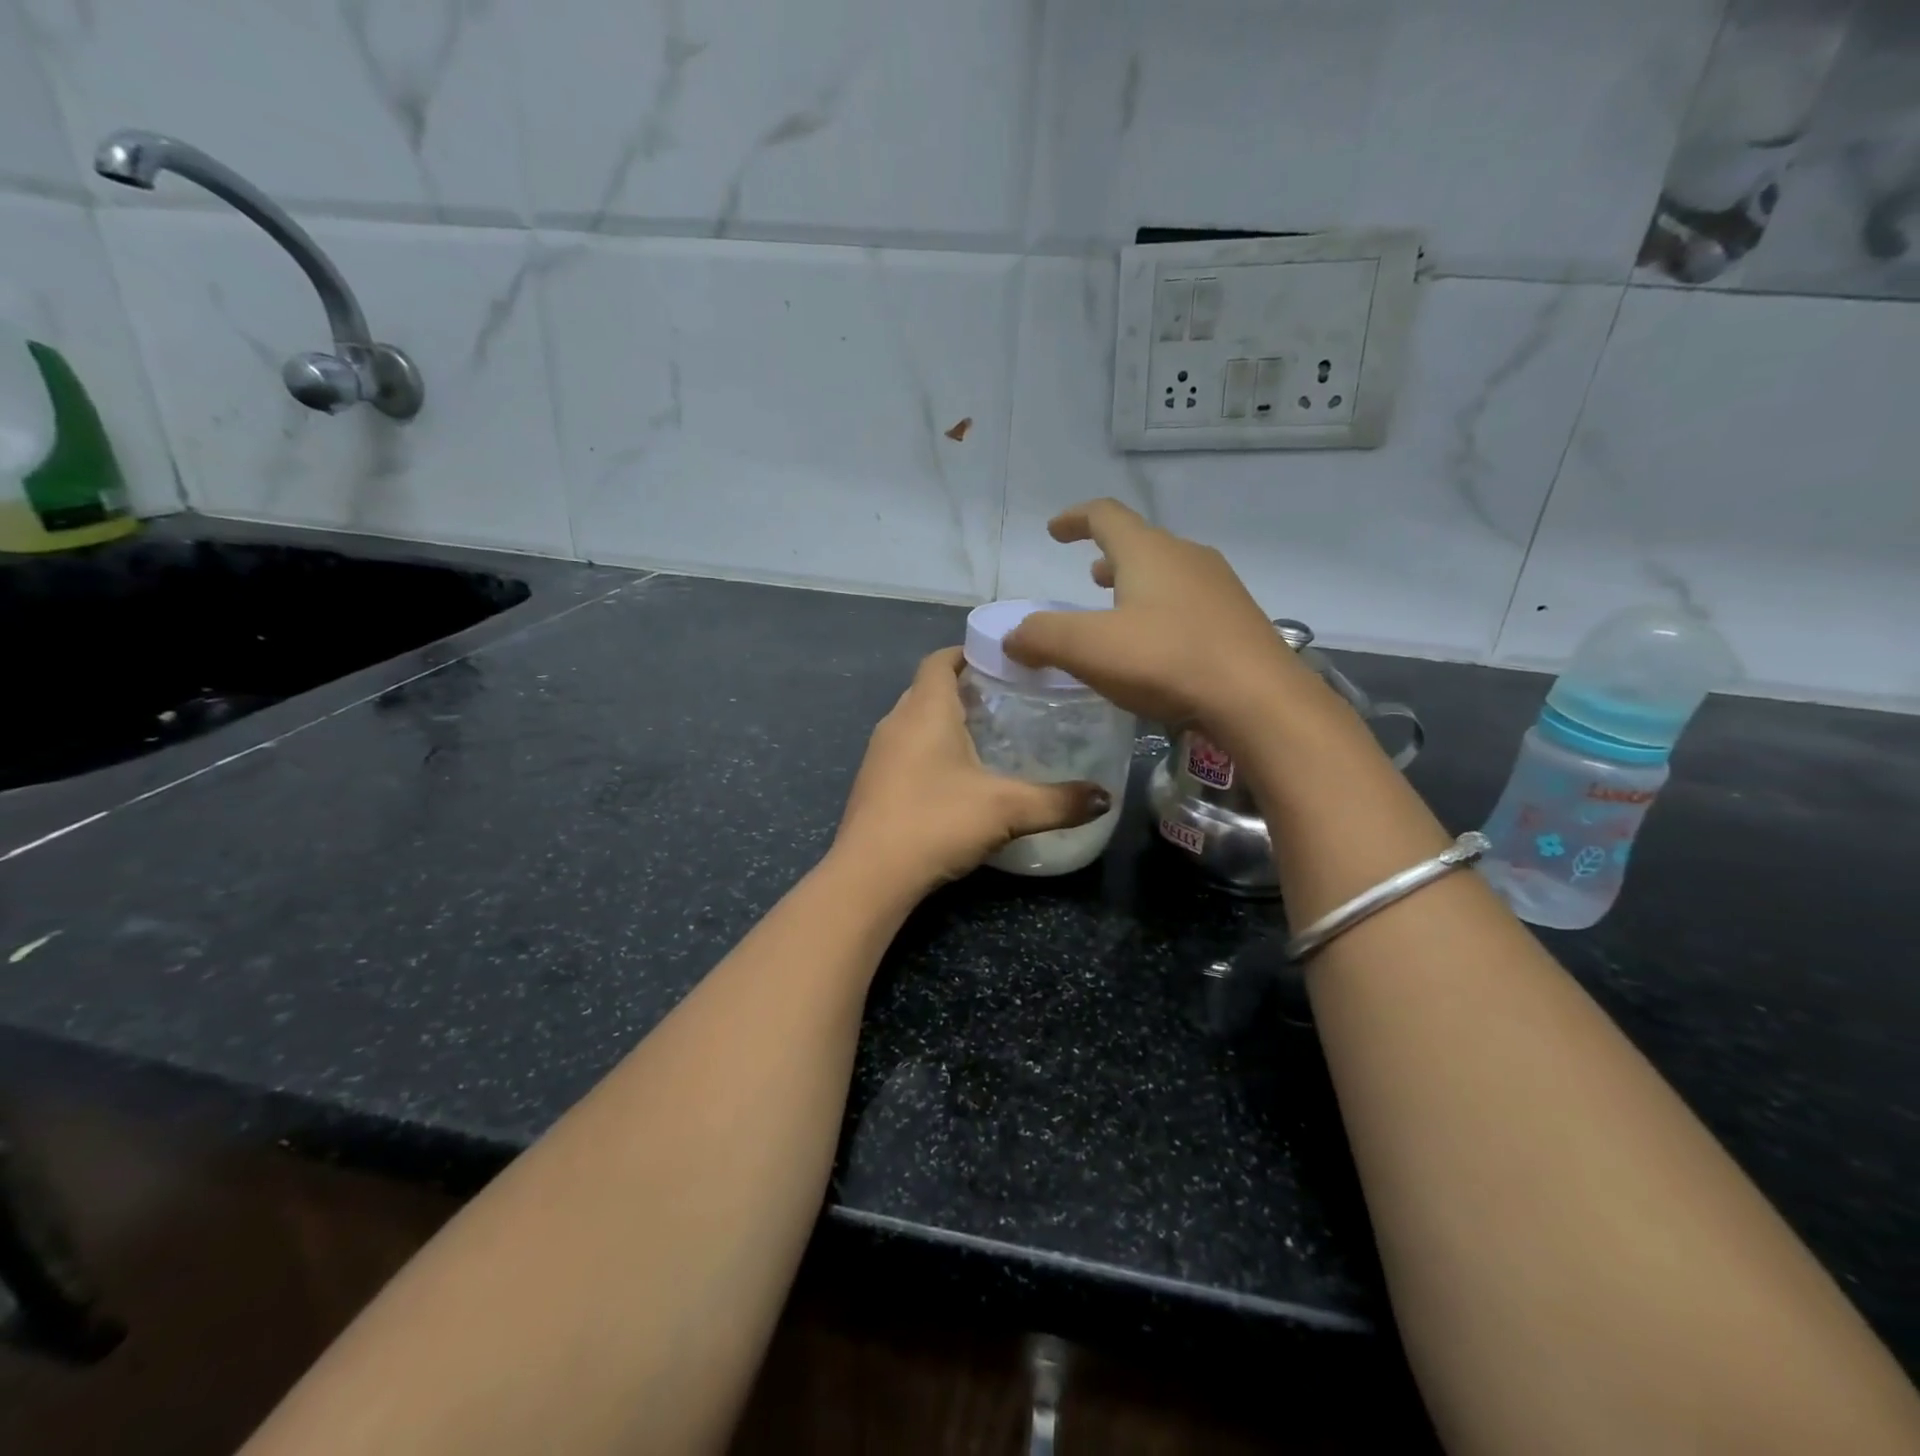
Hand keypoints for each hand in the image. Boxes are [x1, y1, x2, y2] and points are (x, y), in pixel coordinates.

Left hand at [833, 648, 1110, 891]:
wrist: (870, 875)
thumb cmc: (936, 822)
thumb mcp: (1007, 809)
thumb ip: (1059, 801)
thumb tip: (1106, 797)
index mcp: (925, 710)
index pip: (940, 660)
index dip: (968, 653)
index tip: (1002, 661)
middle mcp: (896, 722)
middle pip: (928, 689)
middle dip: (963, 688)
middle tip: (1007, 700)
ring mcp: (878, 754)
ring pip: (915, 721)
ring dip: (945, 722)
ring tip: (988, 737)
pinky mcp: (872, 784)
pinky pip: (905, 750)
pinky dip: (930, 751)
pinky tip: (956, 778)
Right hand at [1003, 499, 1308, 730]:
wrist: (1258, 699)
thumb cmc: (1166, 660)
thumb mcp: (1088, 648)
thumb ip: (1042, 637)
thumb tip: (1012, 637)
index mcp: (1148, 552)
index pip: (1105, 515)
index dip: (1075, 518)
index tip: (1055, 531)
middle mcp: (1186, 557)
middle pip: (1140, 543)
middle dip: (1108, 556)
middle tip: (1088, 576)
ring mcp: (1219, 587)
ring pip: (1167, 573)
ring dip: (1137, 583)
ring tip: (1118, 607)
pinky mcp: (1237, 620)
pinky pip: (1188, 602)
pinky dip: (1161, 610)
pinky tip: (1158, 644)